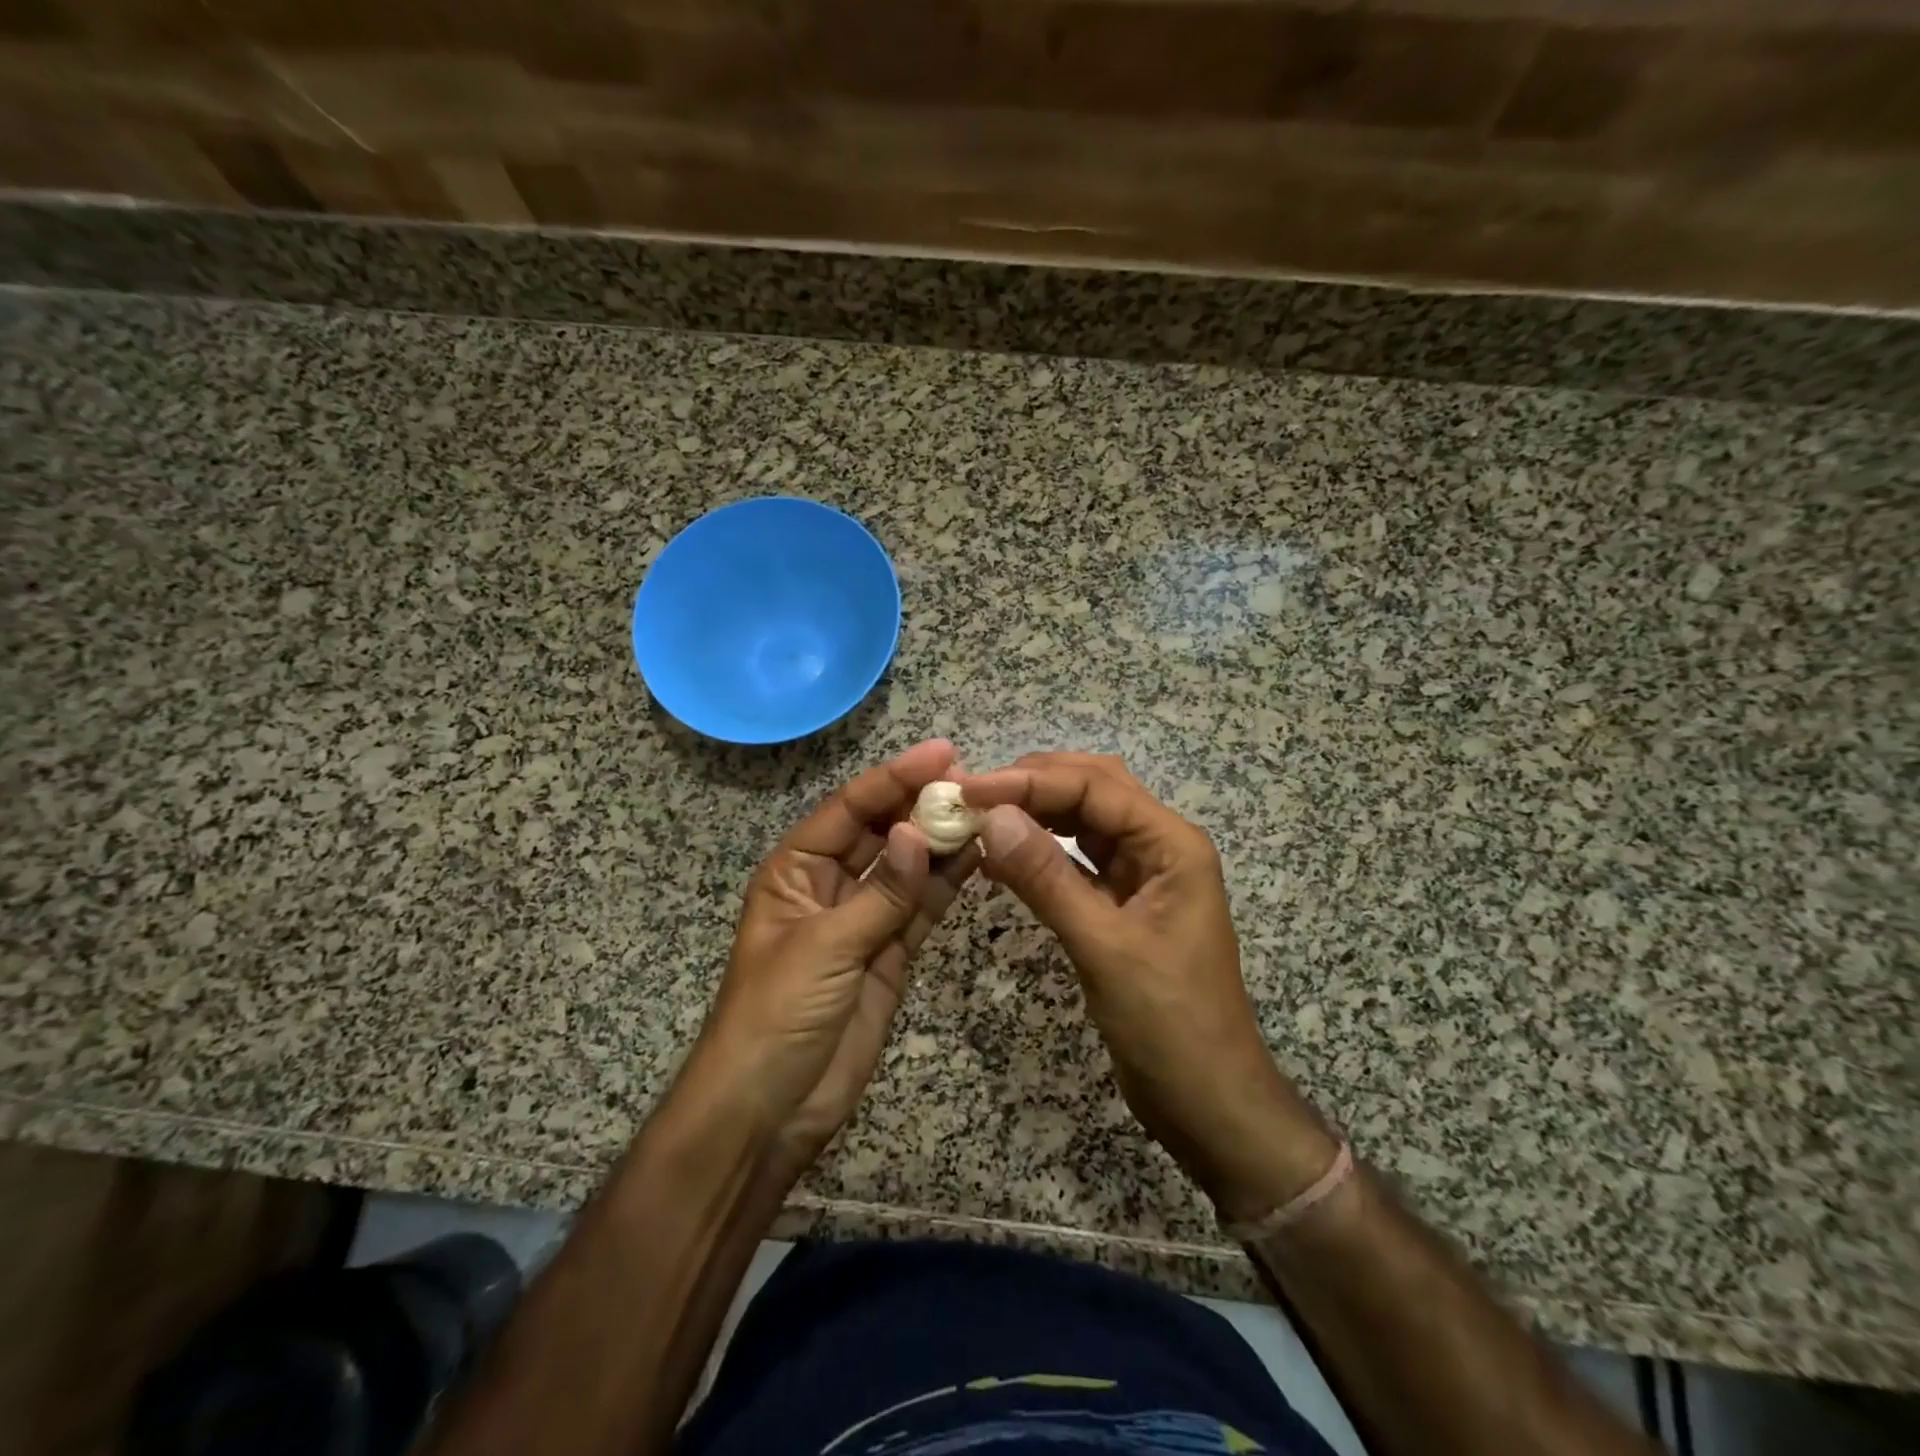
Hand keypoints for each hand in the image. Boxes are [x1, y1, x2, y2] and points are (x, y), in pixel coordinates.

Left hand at [690, 740, 978, 1186]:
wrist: (768, 1112)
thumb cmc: (776, 1016)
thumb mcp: (824, 946)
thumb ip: (880, 891)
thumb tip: (920, 832)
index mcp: (796, 869)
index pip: (849, 808)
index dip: (894, 778)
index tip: (943, 753)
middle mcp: (829, 884)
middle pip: (881, 832)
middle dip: (923, 805)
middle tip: (977, 781)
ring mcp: (863, 920)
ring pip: (908, 868)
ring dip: (942, 843)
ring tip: (989, 813)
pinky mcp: (890, 954)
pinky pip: (921, 909)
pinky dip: (948, 886)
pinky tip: (979, 859)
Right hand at [958, 753, 1337, 1221]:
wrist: (1208, 1102)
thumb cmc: (1168, 1024)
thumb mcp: (1104, 947)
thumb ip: (1047, 878)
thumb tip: (992, 816)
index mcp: (1171, 844)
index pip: (1095, 786)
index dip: (1030, 781)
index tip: (971, 789)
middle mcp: (1159, 846)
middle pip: (1093, 790)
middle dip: (1034, 783)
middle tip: (972, 792)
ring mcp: (1142, 875)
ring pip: (1084, 821)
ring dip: (1035, 812)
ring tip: (981, 813)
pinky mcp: (1122, 904)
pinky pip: (1077, 861)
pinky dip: (1040, 852)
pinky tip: (1001, 856)